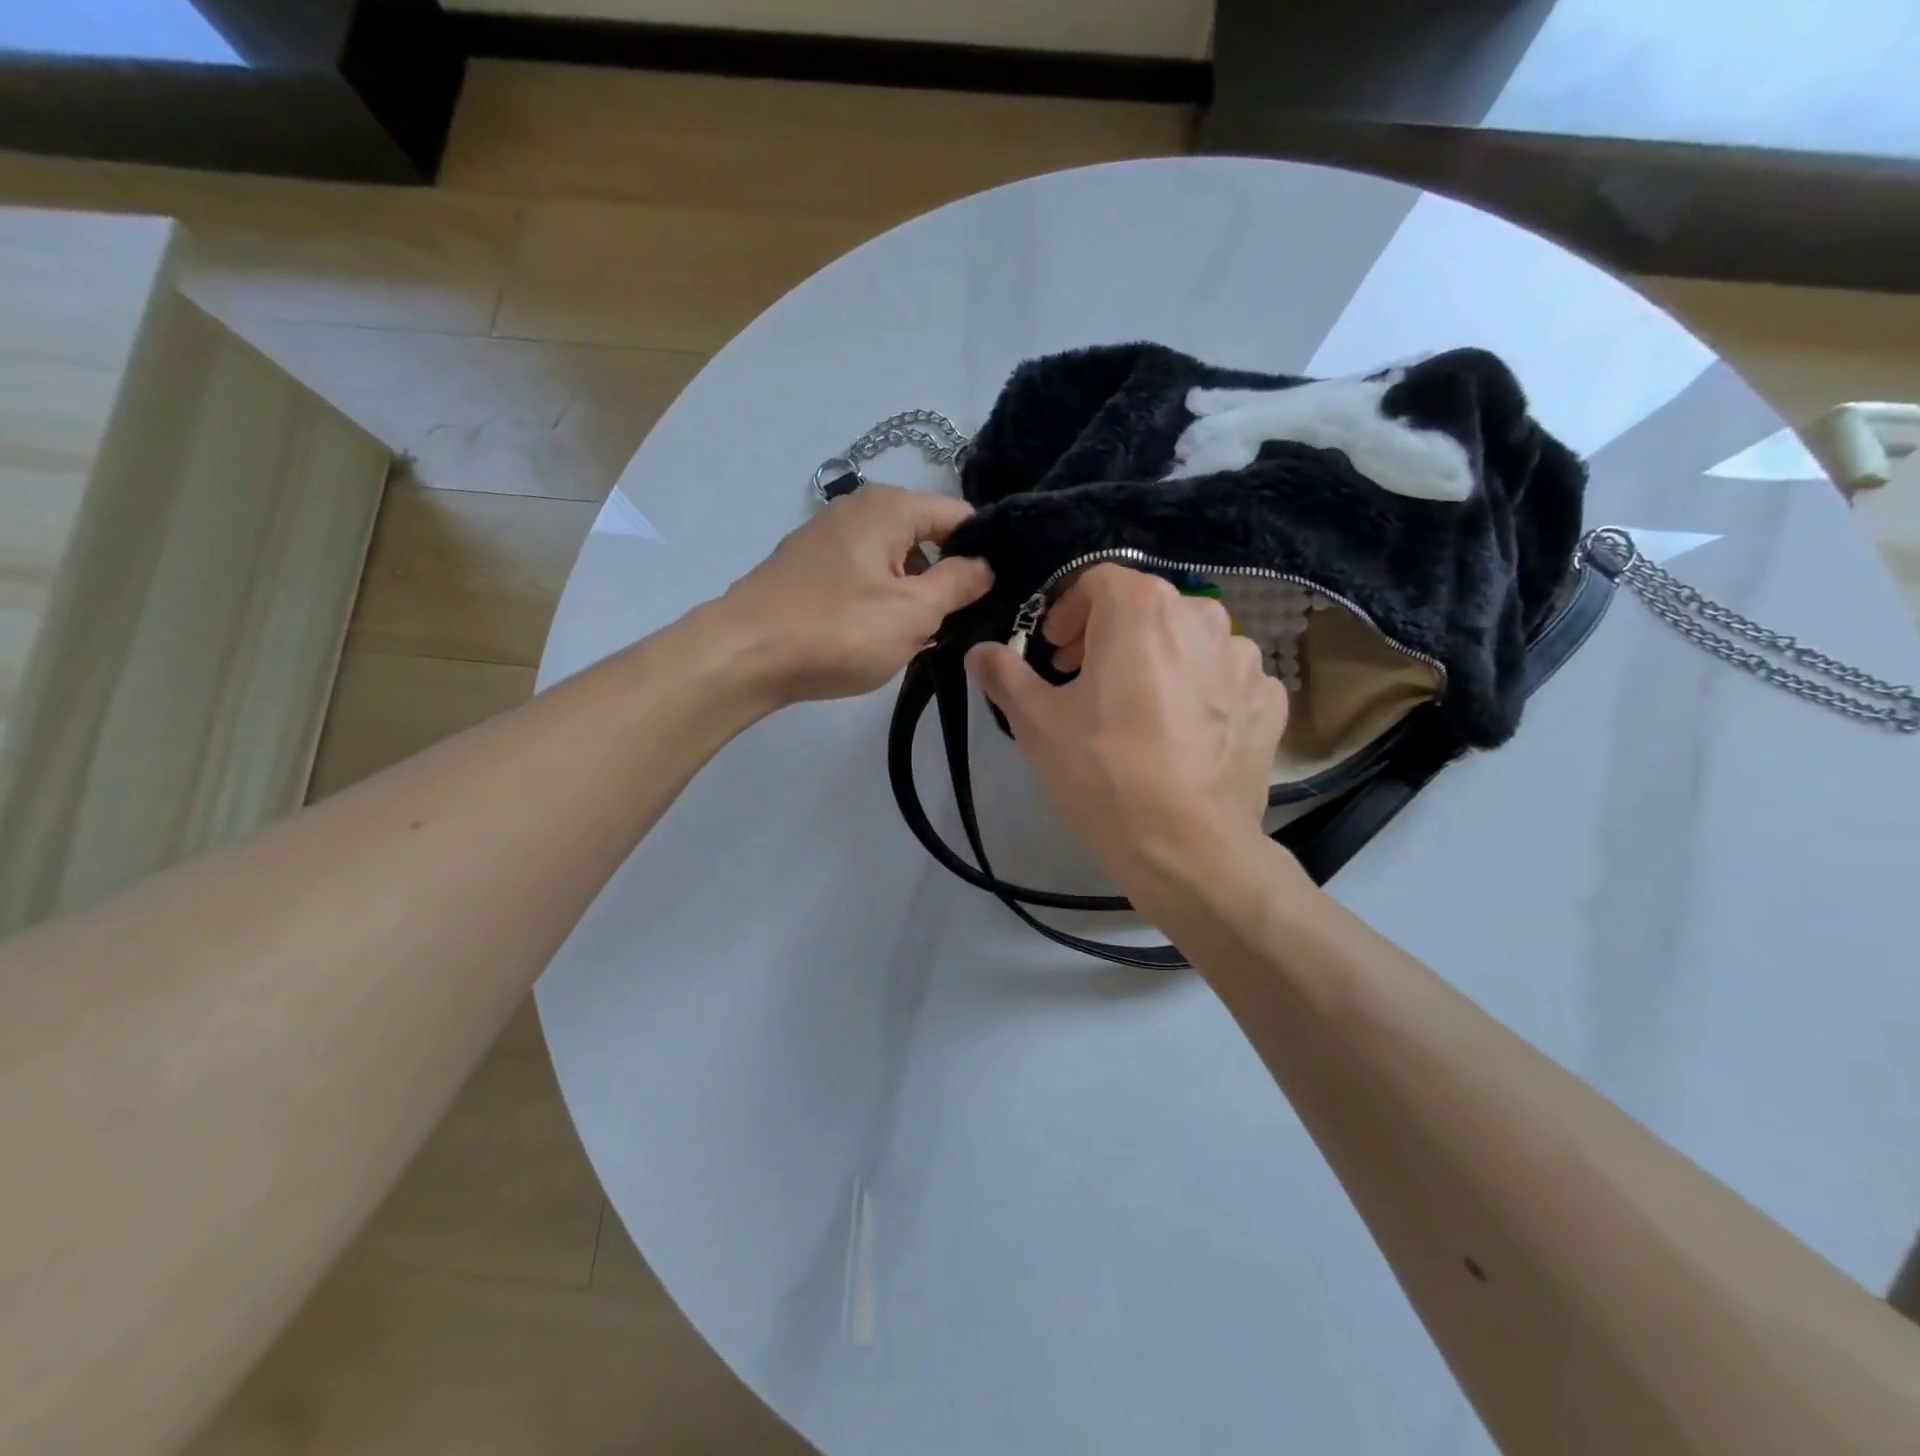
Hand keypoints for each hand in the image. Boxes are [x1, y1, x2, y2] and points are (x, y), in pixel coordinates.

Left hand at [717, 483, 991, 703]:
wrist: (743, 655)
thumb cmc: (838, 630)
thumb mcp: (913, 612)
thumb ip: (959, 583)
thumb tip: (986, 564)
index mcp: (889, 506)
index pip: (960, 516)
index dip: (985, 553)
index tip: (999, 593)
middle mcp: (858, 509)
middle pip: (926, 537)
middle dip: (946, 578)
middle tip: (957, 624)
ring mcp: (828, 537)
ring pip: (895, 561)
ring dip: (912, 595)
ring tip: (917, 638)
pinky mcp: (809, 568)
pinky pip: (864, 576)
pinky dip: (879, 601)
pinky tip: (875, 635)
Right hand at [966, 564, 1289, 911]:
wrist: (1187, 847)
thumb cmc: (1103, 773)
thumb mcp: (1037, 723)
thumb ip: (1005, 675)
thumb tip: (980, 652)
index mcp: (1142, 609)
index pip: (1098, 581)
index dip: (1067, 611)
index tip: (1054, 651)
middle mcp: (1202, 617)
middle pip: (1145, 609)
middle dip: (1107, 635)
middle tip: (1083, 679)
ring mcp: (1245, 660)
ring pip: (1188, 643)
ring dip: (1157, 662)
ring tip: (1137, 709)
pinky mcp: (1269, 701)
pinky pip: (1224, 679)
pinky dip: (1200, 691)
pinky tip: (1182, 733)